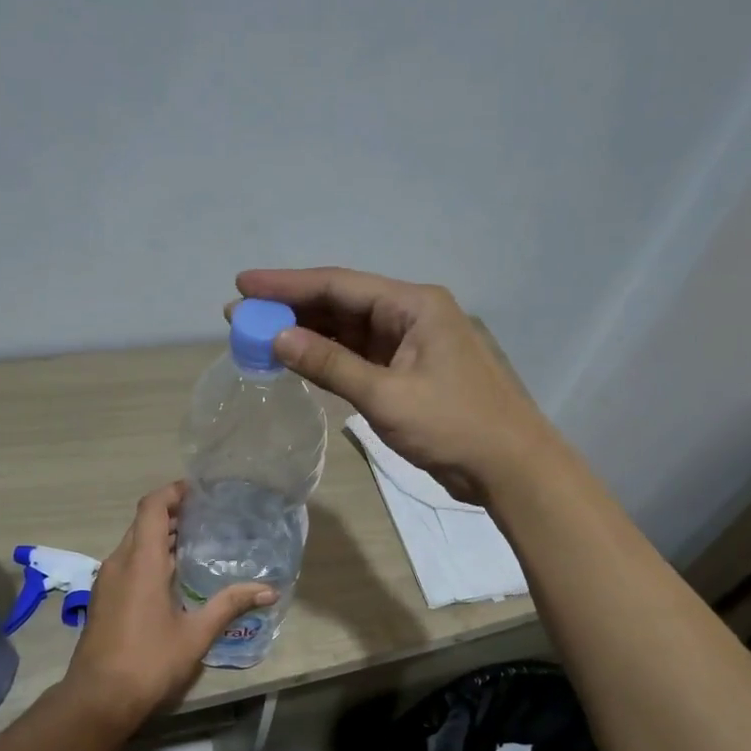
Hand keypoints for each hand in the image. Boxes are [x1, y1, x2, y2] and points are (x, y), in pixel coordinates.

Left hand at [63, 482, 276, 728]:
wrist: (97, 699)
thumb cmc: (148, 661)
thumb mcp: (195, 634)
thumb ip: (230, 605)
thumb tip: (269, 590)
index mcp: (140, 561)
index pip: (152, 507)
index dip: (173, 492)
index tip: (199, 491)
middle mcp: (119, 562)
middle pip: (143, 522)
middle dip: (173, 514)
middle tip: (208, 516)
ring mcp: (107, 581)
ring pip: (134, 543)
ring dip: (161, 537)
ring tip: (197, 542)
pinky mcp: (104, 598)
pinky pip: (128, 562)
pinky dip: (150, 556)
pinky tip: (174, 576)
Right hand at [233, 267, 556, 504]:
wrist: (510, 467)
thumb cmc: (454, 425)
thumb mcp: (386, 396)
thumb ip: (330, 365)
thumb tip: (277, 338)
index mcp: (413, 305)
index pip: (339, 284)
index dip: (287, 284)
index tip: (243, 284)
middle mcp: (410, 315)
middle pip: (341, 303)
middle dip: (291, 308)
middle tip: (241, 315)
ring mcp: (409, 344)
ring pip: (347, 330)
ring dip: (306, 333)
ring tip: (258, 335)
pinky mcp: (407, 372)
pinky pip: (358, 355)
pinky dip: (327, 357)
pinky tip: (296, 358)